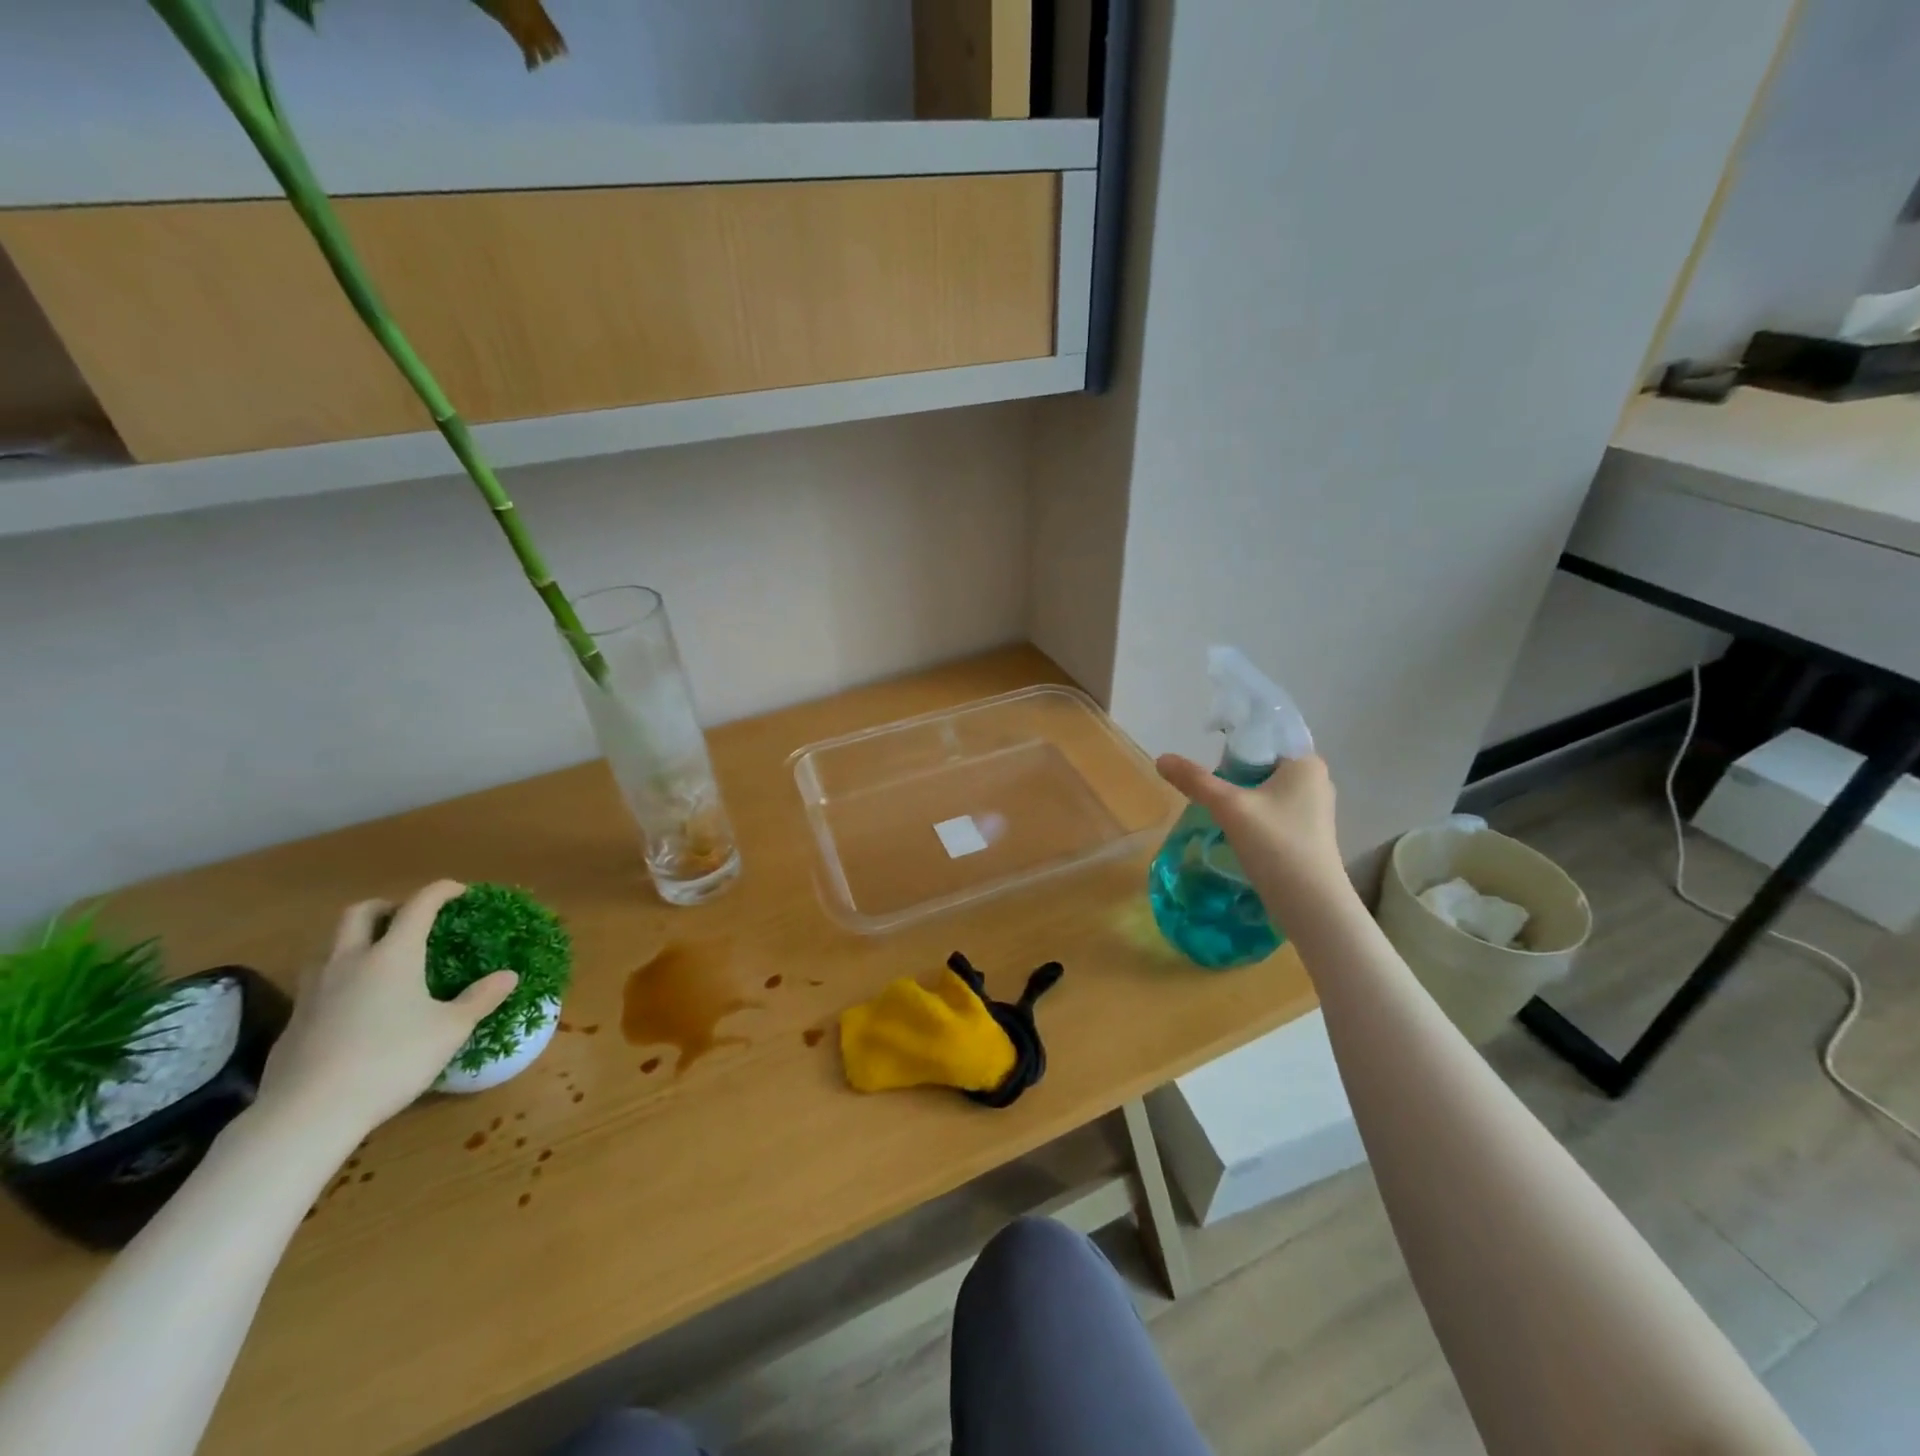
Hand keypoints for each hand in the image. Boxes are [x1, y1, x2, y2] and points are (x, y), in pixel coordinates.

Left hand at [255, 881, 517, 1140]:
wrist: (308, 1113)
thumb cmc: (392, 1060)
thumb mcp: (450, 1030)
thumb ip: (480, 998)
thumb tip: (508, 975)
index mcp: (393, 955)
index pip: (418, 906)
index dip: (440, 891)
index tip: (459, 891)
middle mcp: (349, 962)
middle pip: (358, 913)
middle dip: (386, 906)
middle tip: (407, 917)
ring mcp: (314, 991)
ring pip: (328, 946)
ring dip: (353, 940)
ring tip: (376, 959)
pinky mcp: (294, 1021)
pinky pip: (316, 982)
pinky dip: (339, 978)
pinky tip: (353, 1005)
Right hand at [1156, 753, 1345, 908]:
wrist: (1311, 905)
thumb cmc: (1276, 844)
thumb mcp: (1229, 807)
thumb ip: (1195, 780)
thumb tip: (1161, 758)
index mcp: (1306, 763)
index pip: (1264, 738)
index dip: (1233, 745)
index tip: (1208, 761)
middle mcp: (1315, 780)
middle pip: (1262, 764)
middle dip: (1233, 774)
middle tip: (1208, 789)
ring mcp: (1314, 809)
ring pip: (1266, 790)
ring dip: (1241, 797)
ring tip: (1216, 810)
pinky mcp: (1308, 833)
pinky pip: (1273, 811)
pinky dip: (1252, 815)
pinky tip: (1234, 830)